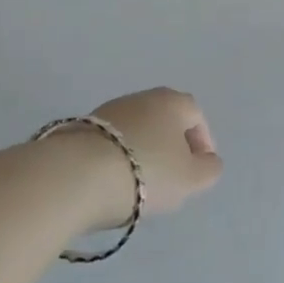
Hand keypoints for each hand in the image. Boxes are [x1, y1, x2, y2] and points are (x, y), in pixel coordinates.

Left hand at [87, 87, 223, 216]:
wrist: (75, 176)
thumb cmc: (146, 172)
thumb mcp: (191, 179)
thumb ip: (209, 170)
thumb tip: (208, 161)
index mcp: (173, 102)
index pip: (196, 116)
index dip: (202, 143)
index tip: (198, 170)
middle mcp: (142, 97)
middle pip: (165, 121)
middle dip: (171, 147)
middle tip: (171, 178)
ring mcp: (108, 111)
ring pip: (136, 131)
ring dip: (142, 153)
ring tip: (138, 185)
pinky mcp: (80, 129)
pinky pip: (110, 143)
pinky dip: (116, 159)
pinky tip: (111, 183)